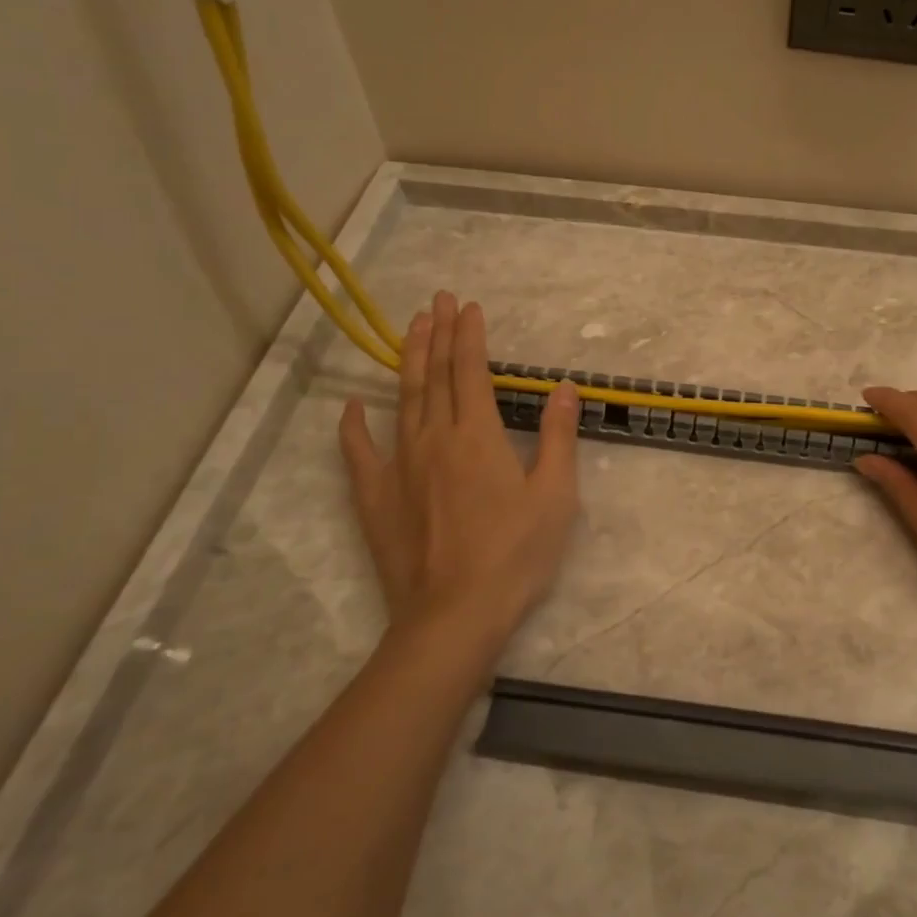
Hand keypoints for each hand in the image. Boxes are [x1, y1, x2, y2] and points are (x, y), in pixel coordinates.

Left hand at [339, 291, 580, 649]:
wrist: (455, 616)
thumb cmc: (515, 554)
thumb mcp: (555, 495)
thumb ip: (557, 436)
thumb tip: (563, 388)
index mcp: (477, 435)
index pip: (471, 371)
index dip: (469, 335)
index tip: (468, 306)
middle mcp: (434, 439)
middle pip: (434, 375)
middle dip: (437, 333)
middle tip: (436, 300)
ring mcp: (400, 467)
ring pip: (402, 401)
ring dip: (407, 361)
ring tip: (409, 329)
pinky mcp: (377, 498)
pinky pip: (360, 453)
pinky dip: (354, 426)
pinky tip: (353, 406)